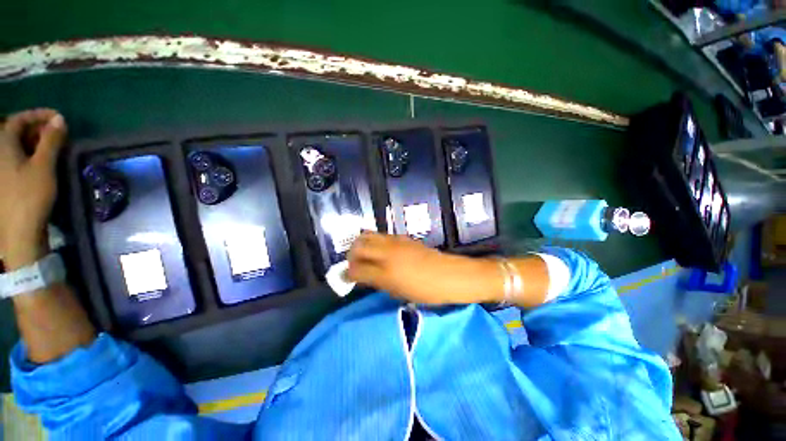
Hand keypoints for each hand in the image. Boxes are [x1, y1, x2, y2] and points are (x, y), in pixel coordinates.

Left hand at [0, 109, 66, 269]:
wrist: (19, 231)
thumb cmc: (30, 196)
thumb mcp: (43, 166)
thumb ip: (51, 141)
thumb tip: (60, 119)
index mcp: (4, 145)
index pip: (18, 119)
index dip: (38, 115)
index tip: (58, 118)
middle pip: (15, 131)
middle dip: (37, 129)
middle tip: (58, 134)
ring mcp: (1, 169)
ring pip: (16, 146)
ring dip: (34, 142)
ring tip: (53, 147)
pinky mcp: (5, 181)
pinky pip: (15, 158)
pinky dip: (29, 154)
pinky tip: (41, 161)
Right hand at [347, 232, 500, 304]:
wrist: (449, 275)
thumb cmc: (426, 291)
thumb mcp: (398, 292)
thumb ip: (377, 282)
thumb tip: (362, 277)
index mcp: (385, 272)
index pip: (356, 269)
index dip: (347, 274)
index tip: (345, 277)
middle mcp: (387, 253)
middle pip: (358, 246)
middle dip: (351, 254)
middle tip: (354, 264)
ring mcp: (395, 242)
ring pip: (369, 235)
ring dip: (361, 245)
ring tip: (364, 255)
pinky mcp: (403, 237)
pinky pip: (382, 236)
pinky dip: (375, 242)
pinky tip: (381, 251)